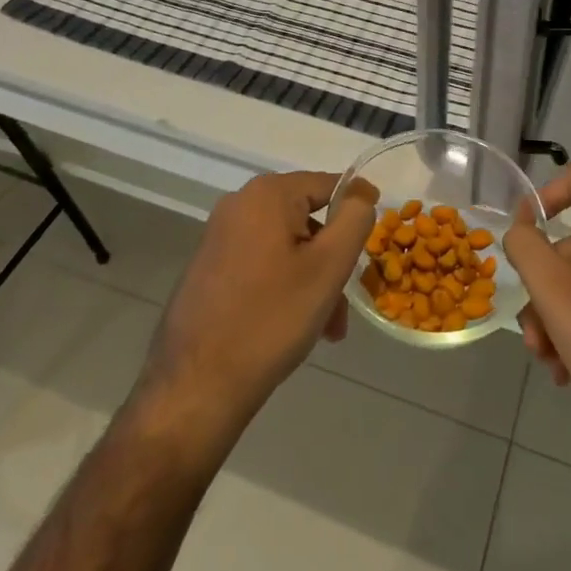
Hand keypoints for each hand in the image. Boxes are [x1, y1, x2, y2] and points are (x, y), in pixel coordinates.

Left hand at [140, 172, 377, 454]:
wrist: (196, 386)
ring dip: (311, 279)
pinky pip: (261, 263)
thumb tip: (361, 191)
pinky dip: (283, 285)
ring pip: (286, 246)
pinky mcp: (208, 267)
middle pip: (306, 219)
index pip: (328, 184)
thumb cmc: (271, 320)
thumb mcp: (328, 267)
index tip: (374, 242)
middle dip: (331, 258)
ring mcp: (219, 236)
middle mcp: (238, 204)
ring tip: (324, 328)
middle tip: (344, 304)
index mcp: (267, 194)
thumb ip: (354, 219)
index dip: (357, 208)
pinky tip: (291, 326)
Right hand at [504, 160, 570, 476]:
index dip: (547, 192)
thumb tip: (519, 230)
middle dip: (540, 285)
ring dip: (552, 318)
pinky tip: (567, 373)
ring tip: (548, 362)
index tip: (525, 231)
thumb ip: (526, 248)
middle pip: (569, 242)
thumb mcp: (555, 291)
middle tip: (531, 331)